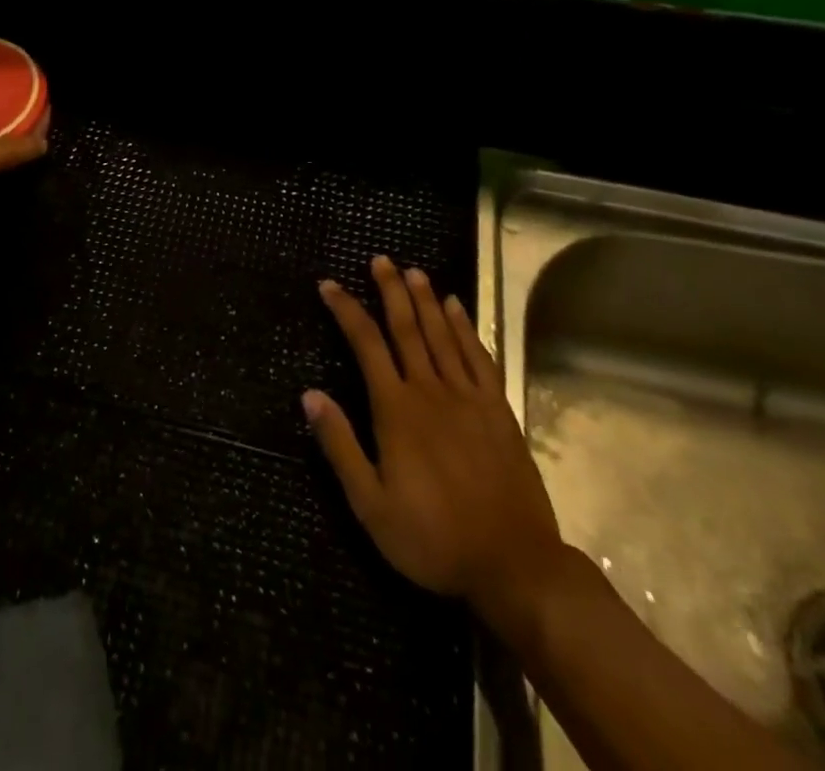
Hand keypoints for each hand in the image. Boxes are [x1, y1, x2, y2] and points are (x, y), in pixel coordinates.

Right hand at [304, 257, 567, 632]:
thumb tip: (310, 394)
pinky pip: (479, 357)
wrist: (515, 565)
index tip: (329, 284)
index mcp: (396, 410)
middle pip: (406, 328)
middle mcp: (430, 391)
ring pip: (443, 334)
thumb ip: (340, 446)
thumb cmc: (433, 538)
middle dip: (390, 290)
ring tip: (413, 271)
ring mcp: (468, 398)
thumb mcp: (371, 505)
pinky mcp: (498, 410)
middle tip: (379, 259)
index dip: (346, 310)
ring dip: (426, 300)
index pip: (366, 344)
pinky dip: (467, 328)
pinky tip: (458, 308)